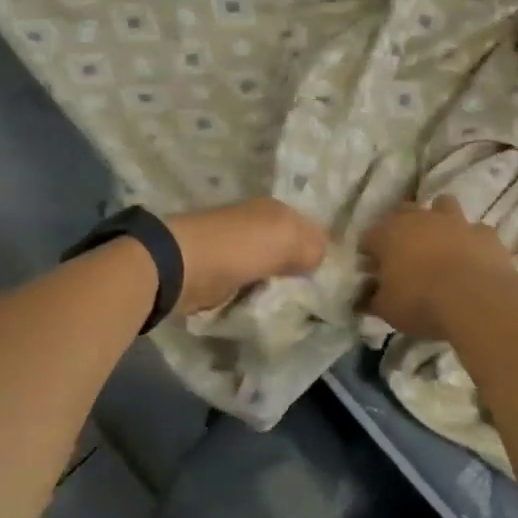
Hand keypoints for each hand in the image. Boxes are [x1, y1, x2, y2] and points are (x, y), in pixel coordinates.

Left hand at [167, 198, 328, 314]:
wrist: (180, 266)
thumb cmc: (238, 247)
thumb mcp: (286, 239)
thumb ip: (312, 246)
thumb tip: (321, 257)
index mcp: (276, 210)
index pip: (311, 227)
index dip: (323, 248)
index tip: (336, 276)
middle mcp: (259, 225)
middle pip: (291, 248)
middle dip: (304, 268)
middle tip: (321, 295)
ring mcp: (239, 249)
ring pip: (273, 268)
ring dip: (282, 284)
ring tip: (300, 306)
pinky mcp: (223, 274)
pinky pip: (253, 285)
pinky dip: (261, 294)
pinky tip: (272, 307)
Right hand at [359, 196, 517, 340]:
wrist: (474, 299)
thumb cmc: (421, 302)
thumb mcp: (387, 309)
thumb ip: (374, 299)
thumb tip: (366, 296)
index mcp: (389, 234)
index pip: (370, 236)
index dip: (370, 253)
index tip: (373, 270)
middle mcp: (421, 218)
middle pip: (404, 211)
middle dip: (402, 227)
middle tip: (404, 253)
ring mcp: (455, 221)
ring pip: (443, 205)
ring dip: (439, 219)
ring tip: (440, 243)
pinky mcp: (485, 233)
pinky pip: (476, 231)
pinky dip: (472, 240)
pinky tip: (472, 257)